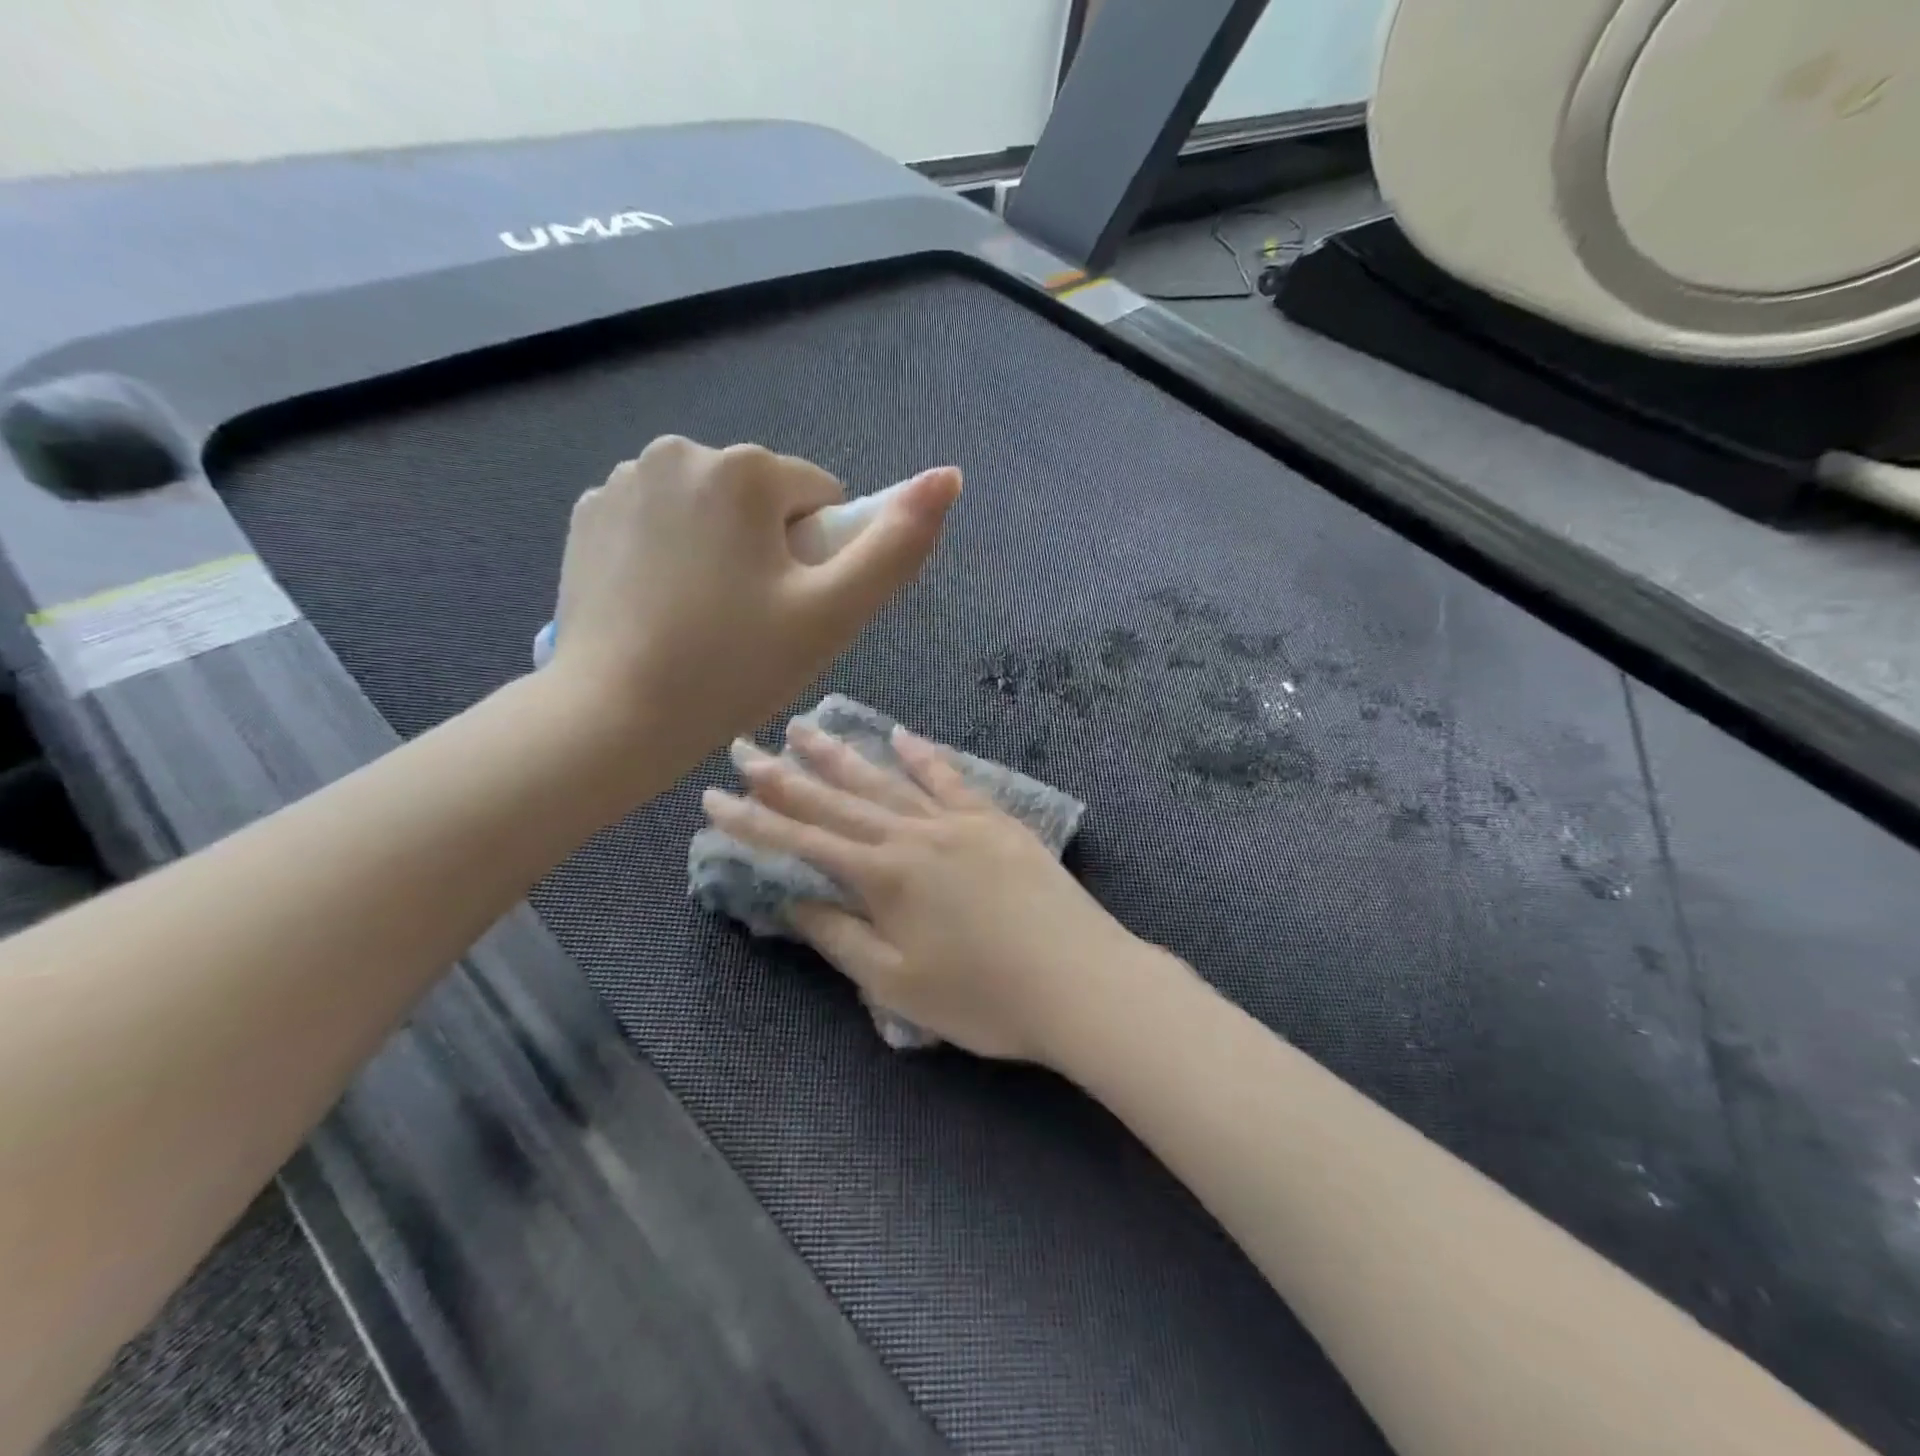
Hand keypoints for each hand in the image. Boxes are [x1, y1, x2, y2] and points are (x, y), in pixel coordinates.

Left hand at [549, 437, 960, 775]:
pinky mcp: (587, 515)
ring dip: (723, 551)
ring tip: (705, 620)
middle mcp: (677, 451)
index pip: (820, 498)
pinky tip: (662, 609)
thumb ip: (898, 545)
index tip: (791, 610)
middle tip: (751, 622)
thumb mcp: (834, 613)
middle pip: (763, 500)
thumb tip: (949, 476)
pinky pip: (661, 523)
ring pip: (712, 511)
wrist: (613, 719)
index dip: (820, 559)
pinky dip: (673, 554)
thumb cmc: (733, 667)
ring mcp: (622, 480)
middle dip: (771, 550)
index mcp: (743, 468)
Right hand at [701, 721, 1170, 1063]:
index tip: (713, 798)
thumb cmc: (984, 998)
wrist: (1080, 980)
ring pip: (886, 780)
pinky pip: (950, 778)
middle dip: (784, 776)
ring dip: (841, 755)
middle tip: (744, 747)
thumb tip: (791, 904)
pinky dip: (922, 755)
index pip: (802, 841)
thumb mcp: (897, 984)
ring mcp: (957, 821)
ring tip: (805, 729)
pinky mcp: (995, 820)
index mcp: (883, 877)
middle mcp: (913, 835)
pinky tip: (900, 735)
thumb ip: (840, 938)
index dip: (753, 822)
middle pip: (837, 799)